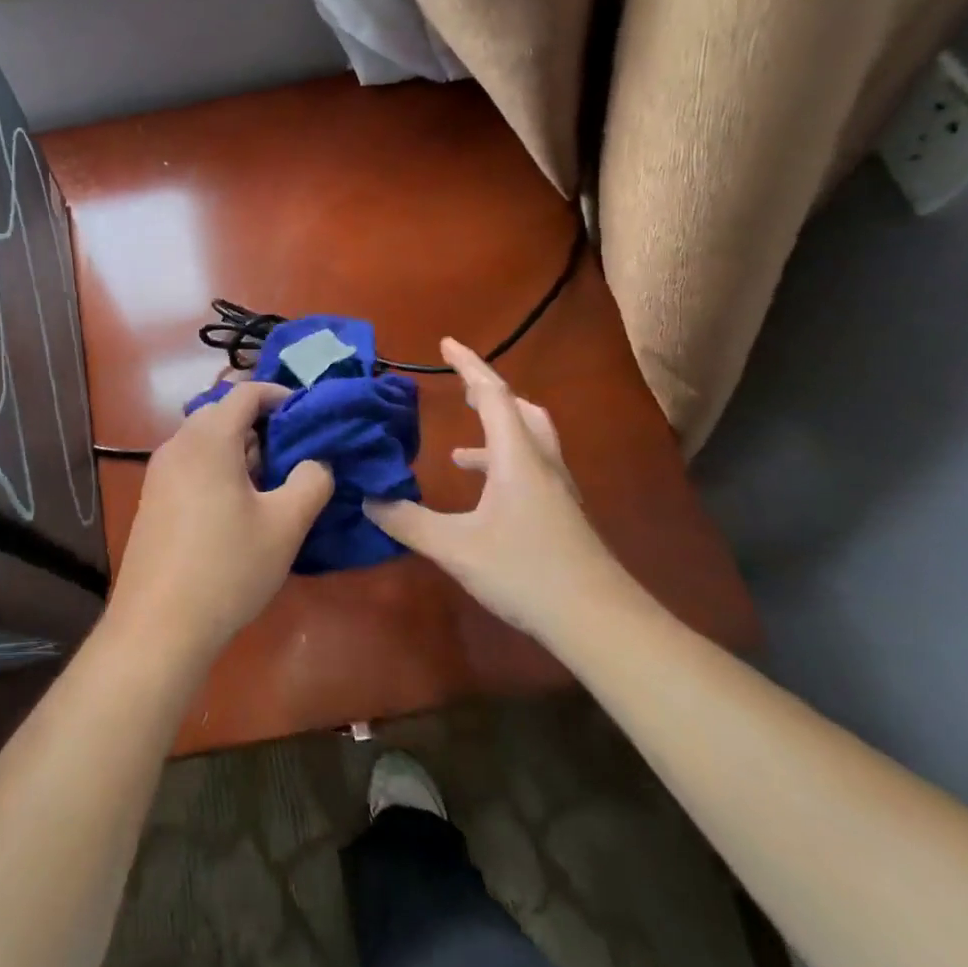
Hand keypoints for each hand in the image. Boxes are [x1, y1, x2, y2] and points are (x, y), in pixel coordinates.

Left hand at [107, 382, 333, 668]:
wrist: (158, 626)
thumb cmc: (227, 568)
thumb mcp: (285, 525)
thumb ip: (311, 481)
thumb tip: (317, 461)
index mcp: (208, 439)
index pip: (245, 392)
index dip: (279, 395)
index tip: (308, 414)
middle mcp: (178, 445)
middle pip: (222, 413)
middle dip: (260, 425)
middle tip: (293, 453)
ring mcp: (159, 473)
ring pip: (205, 441)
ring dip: (239, 449)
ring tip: (271, 483)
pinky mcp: (152, 500)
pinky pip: (191, 465)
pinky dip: (218, 469)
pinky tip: (237, 508)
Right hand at [366, 338, 632, 644]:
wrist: (600, 623)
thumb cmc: (526, 572)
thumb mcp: (455, 547)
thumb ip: (407, 521)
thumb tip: (367, 498)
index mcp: (517, 456)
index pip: (493, 394)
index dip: (468, 365)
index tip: (445, 343)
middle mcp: (541, 463)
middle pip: (519, 410)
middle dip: (488, 393)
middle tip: (460, 389)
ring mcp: (557, 490)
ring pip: (529, 440)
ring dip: (496, 431)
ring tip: (458, 451)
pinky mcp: (562, 514)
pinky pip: (530, 468)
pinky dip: (503, 464)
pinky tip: (483, 497)